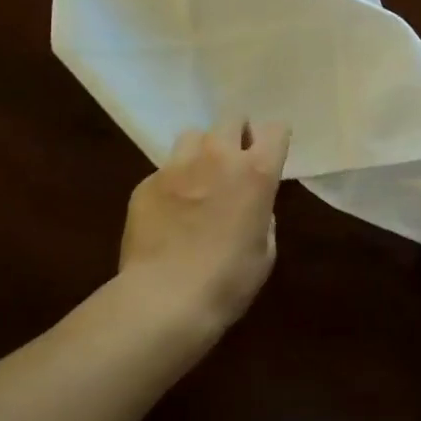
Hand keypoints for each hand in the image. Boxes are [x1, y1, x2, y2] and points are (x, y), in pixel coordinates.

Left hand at [119, 117, 290, 332]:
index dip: (273, 141)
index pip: (275, 129)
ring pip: (193, 135)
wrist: (163, 301)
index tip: (269, 156)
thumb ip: (262, 216)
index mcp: (257, 171)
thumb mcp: (264, 252)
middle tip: (233, 164)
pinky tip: (168, 213)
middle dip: (236, 135)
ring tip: (197, 179)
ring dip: (201, 152)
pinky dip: (171, 184)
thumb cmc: (228, 282)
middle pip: (231, 119)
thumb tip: (251, 206)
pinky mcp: (145, 183)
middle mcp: (218, 156)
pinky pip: (164, 171)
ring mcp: (178, 166)